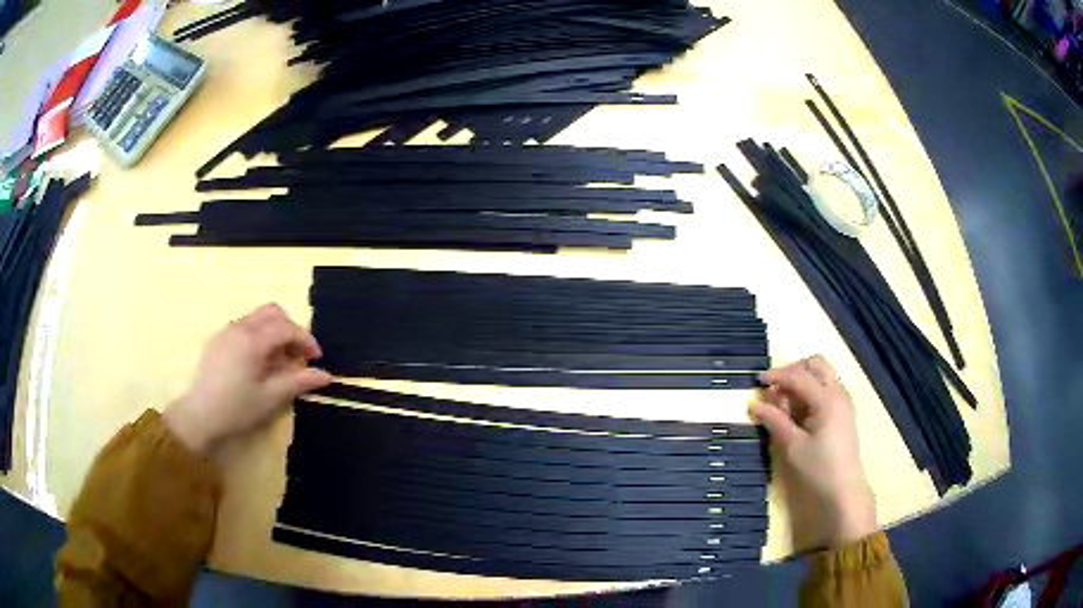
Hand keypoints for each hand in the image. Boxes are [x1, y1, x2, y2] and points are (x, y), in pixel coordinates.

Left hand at [164, 304, 332, 455]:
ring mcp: (227, 331)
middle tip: (298, 355)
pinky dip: (259, 336)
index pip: (287, 327)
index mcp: (253, 340)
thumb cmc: (237, 408)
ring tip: (280, 361)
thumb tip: (326, 375)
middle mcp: (240, 327)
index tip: (316, 359)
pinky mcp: (218, 340)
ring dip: (275, 332)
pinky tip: (259, 363)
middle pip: (272, 312)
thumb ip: (299, 382)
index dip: (306, 339)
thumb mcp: (271, 398)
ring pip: (258, 317)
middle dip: (290, 329)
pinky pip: (245, 326)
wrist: (200, 415)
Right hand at [751, 355, 875, 548]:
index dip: (777, 375)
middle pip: (816, 364)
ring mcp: (843, 400)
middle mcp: (838, 392)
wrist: (844, 489)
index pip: (799, 376)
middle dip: (793, 370)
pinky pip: (826, 388)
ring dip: (802, 380)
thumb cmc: (818, 468)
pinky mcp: (843, 411)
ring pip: (822, 374)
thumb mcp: (793, 446)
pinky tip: (798, 411)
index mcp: (827, 399)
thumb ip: (775, 421)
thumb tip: (754, 404)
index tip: (757, 381)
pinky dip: (810, 390)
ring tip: (784, 403)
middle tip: (775, 389)